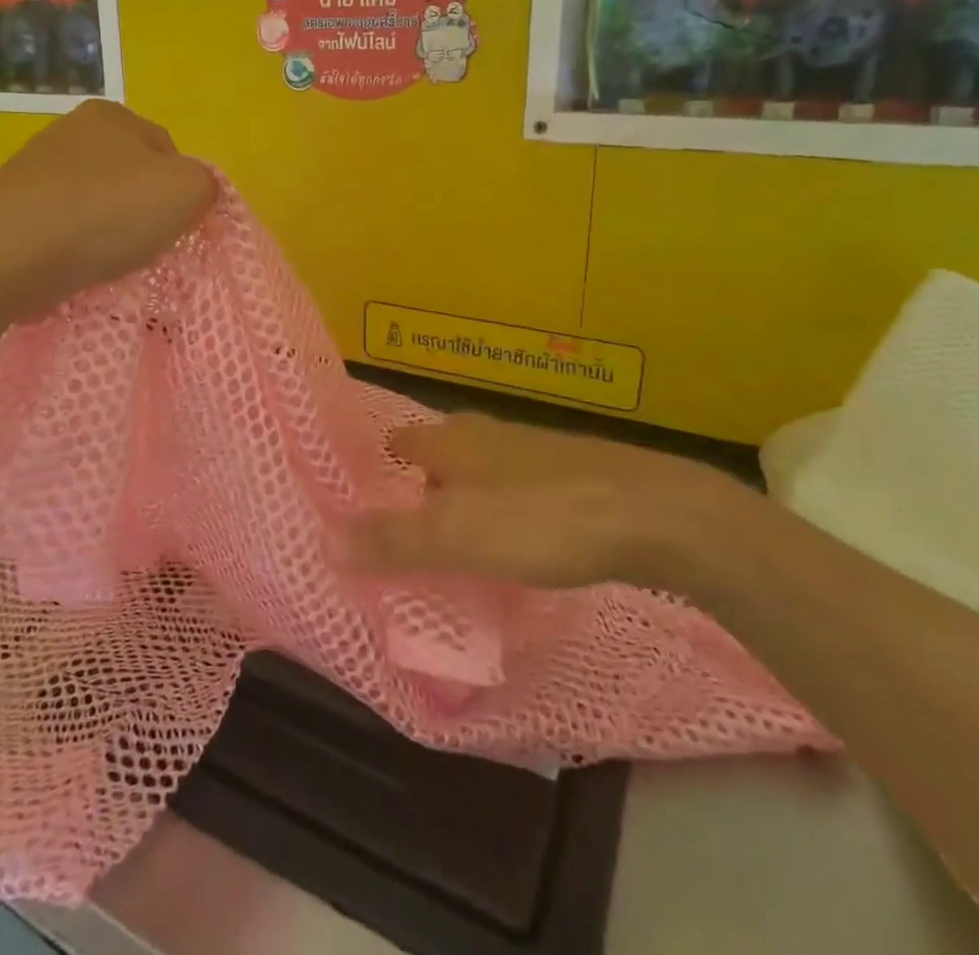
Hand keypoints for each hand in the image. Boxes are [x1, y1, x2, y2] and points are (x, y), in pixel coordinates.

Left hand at [0, 100, 217, 324]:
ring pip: (98, 206)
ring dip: (110, 234)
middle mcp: (69, 132)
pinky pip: (65, 229)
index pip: (169, 152)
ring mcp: (35, 171)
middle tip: (146, 248)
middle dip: (144, 214)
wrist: (6, 257)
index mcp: (111, 115)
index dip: (181, 192)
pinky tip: (78, 269)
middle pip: (132, 179)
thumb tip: (194, 194)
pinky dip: (77, 249)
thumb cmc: (104, 214)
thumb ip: (207, 184)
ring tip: (109, 264)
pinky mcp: (13, 211)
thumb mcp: (186, 191)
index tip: (176, 227)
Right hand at [350, 413, 759, 593]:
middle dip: (424, 485)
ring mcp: (534, 451)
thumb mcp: (456, 536)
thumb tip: (324, 541)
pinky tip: (519, 542)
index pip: (401, 442)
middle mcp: (487, 436)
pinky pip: (520, 490)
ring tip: (459, 544)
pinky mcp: (573, 474)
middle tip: (409, 528)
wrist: (653, 512)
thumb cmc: (540, 518)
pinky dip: (505, 511)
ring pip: (483, 471)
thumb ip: (392, 541)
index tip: (363, 492)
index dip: (381, 463)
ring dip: (466, 499)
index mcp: (453, 441)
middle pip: (442, 455)